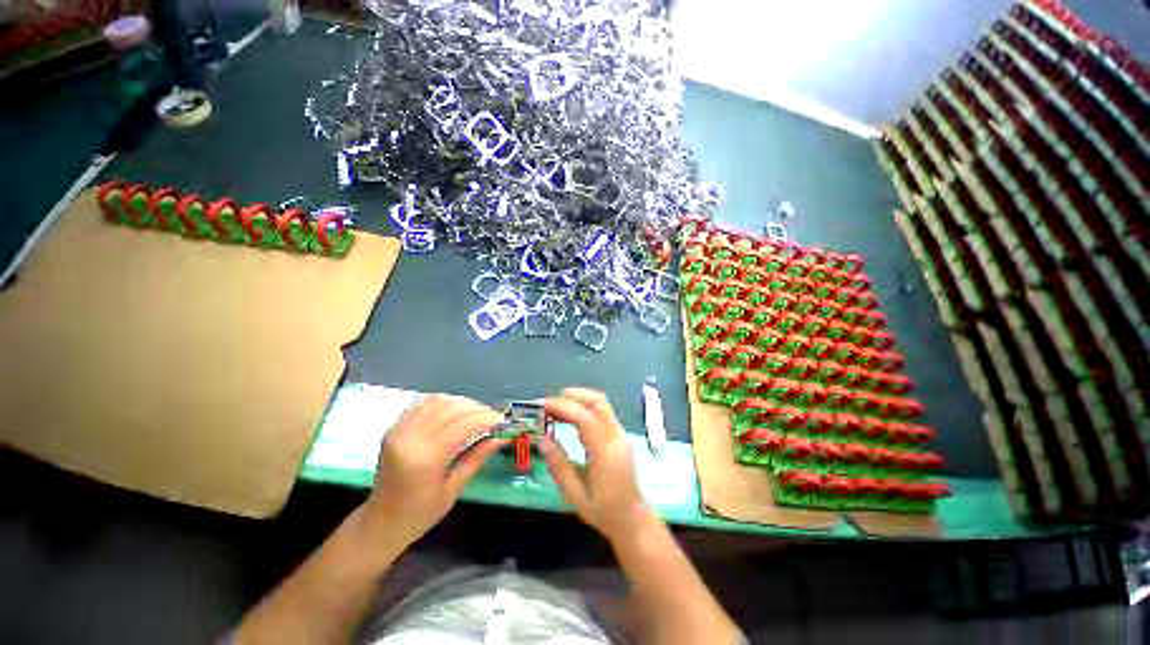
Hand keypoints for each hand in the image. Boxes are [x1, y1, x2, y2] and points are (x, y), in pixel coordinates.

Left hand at [364, 395, 505, 546]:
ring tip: (477, 412)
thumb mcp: (454, 489)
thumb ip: (478, 457)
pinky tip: (455, 408)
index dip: (487, 419)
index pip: (464, 426)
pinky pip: (422, 404)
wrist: (380, 522)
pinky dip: (443, 401)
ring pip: (438, 401)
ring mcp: (400, 430)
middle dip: (478, 409)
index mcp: (426, 458)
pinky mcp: (395, 427)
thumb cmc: (420, 513)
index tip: (503, 421)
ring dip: (462, 402)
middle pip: (452, 409)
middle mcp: (411, 438)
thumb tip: (502, 437)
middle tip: (493, 417)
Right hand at [541, 388, 651, 543]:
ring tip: (555, 409)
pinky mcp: (619, 436)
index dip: (563, 407)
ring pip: (601, 405)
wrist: (633, 520)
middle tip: (550, 403)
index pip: (585, 418)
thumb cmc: (604, 511)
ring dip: (578, 401)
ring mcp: (620, 435)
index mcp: (605, 452)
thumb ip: (558, 465)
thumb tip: (542, 438)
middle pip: (598, 402)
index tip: (543, 405)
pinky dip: (585, 409)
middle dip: (573, 396)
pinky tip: (569, 419)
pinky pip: (602, 414)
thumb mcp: (575, 494)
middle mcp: (616, 437)